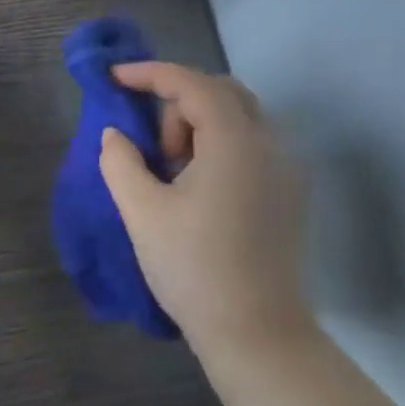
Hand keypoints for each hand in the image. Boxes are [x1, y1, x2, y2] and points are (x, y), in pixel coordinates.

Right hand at [97, 63, 313, 362]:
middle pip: (223, 93)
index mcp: (236, 142)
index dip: (150, 74)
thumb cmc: (193, 268)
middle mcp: (271, 145)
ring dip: (200, 126)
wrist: (255, 331)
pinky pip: (252, 146)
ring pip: (241, 118)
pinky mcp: (290, 194)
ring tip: (172, 173)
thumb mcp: (142, 212)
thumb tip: (115, 134)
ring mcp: (287, 170)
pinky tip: (198, 188)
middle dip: (178, 104)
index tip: (114, 79)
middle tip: (153, 149)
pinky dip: (219, 146)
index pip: (193, 84)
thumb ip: (121, 162)